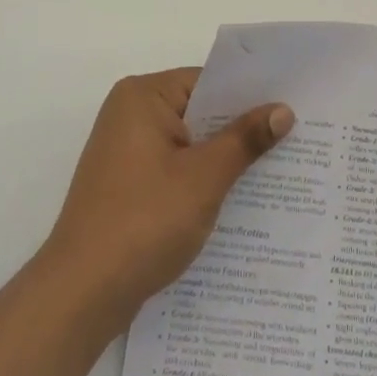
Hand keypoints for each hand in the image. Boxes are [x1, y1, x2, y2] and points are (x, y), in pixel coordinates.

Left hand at [40, 70, 293, 333]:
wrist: (81, 293)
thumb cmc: (144, 221)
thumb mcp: (204, 178)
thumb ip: (244, 140)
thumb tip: (283, 110)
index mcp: (142, 97)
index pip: (208, 82)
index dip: (250, 95)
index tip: (292, 107)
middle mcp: (129, 114)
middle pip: (199, 111)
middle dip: (240, 129)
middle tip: (295, 138)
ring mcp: (125, 151)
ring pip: (189, 143)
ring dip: (223, 158)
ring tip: (277, 170)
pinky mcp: (126, 184)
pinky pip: (174, 168)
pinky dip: (201, 179)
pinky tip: (237, 200)